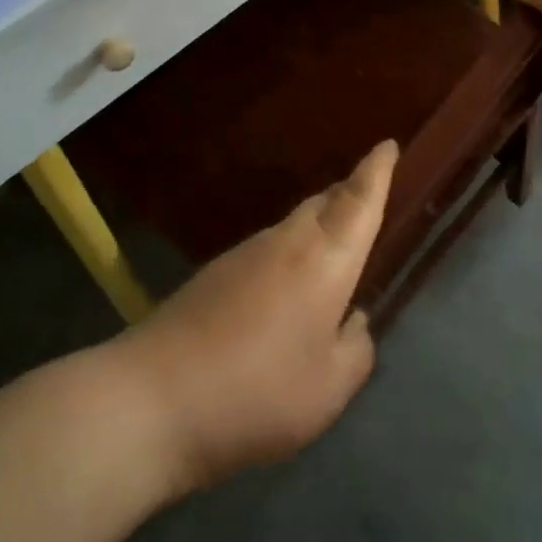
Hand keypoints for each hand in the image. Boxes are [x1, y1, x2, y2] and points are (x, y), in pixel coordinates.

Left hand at [115, 141, 396, 491]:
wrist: (153, 397)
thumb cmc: (257, 391)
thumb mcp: (329, 389)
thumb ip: (355, 350)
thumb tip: (353, 321)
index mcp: (324, 259)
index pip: (358, 201)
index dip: (377, 170)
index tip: (388, 144)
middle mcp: (286, 242)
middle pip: (324, 203)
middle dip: (350, 196)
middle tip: (369, 206)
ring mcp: (245, 253)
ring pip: (294, 225)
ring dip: (319, 228)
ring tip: (333, 258)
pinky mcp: (215, 272)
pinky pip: (269, 249)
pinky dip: (290, 255)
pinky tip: (286, 295)